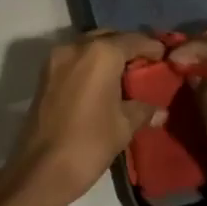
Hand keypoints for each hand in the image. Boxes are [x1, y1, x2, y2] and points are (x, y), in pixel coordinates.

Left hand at [2, 30, 166, 205]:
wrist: (41, 168)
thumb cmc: (89, 143)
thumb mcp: (124, 126)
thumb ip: (143, 109)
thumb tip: (160, 109)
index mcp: (101, 53)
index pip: (133, 40)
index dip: (151, 47)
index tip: (165, 56)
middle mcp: (76, 46)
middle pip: (108, 36)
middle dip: (127, 46)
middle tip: (145, 64)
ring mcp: (56, 58)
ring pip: (88, 46)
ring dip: (106, 54)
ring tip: (125, 74)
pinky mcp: (44, 74)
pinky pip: (74, 58)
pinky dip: (90, 63)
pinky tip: (102, 83)